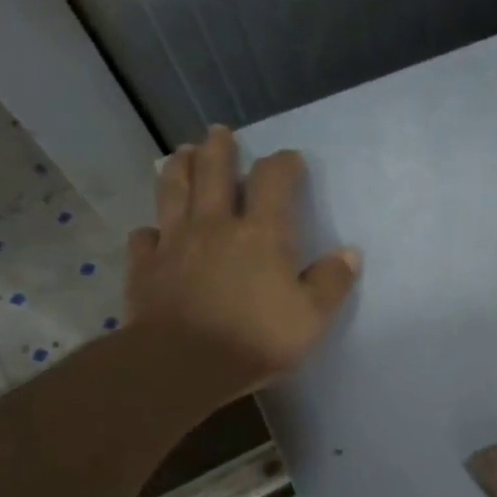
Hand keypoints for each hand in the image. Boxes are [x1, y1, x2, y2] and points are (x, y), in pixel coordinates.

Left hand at [123, 127, 359, 398]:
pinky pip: (145, 237)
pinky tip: (155, 231)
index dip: (283, 164)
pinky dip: (152, 229)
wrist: (183, 363)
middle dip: (220, 148)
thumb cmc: (257, 338)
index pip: (273, 180)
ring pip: (173, 190)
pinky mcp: (146, 266)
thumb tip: (350, 254)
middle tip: (221, 133)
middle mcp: (215, 225)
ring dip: (180, 167)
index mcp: (262, 233)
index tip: (291, 159)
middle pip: (213, 171)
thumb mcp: (312, 317)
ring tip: (184, 154)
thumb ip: (331, 282)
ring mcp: (175, 242)